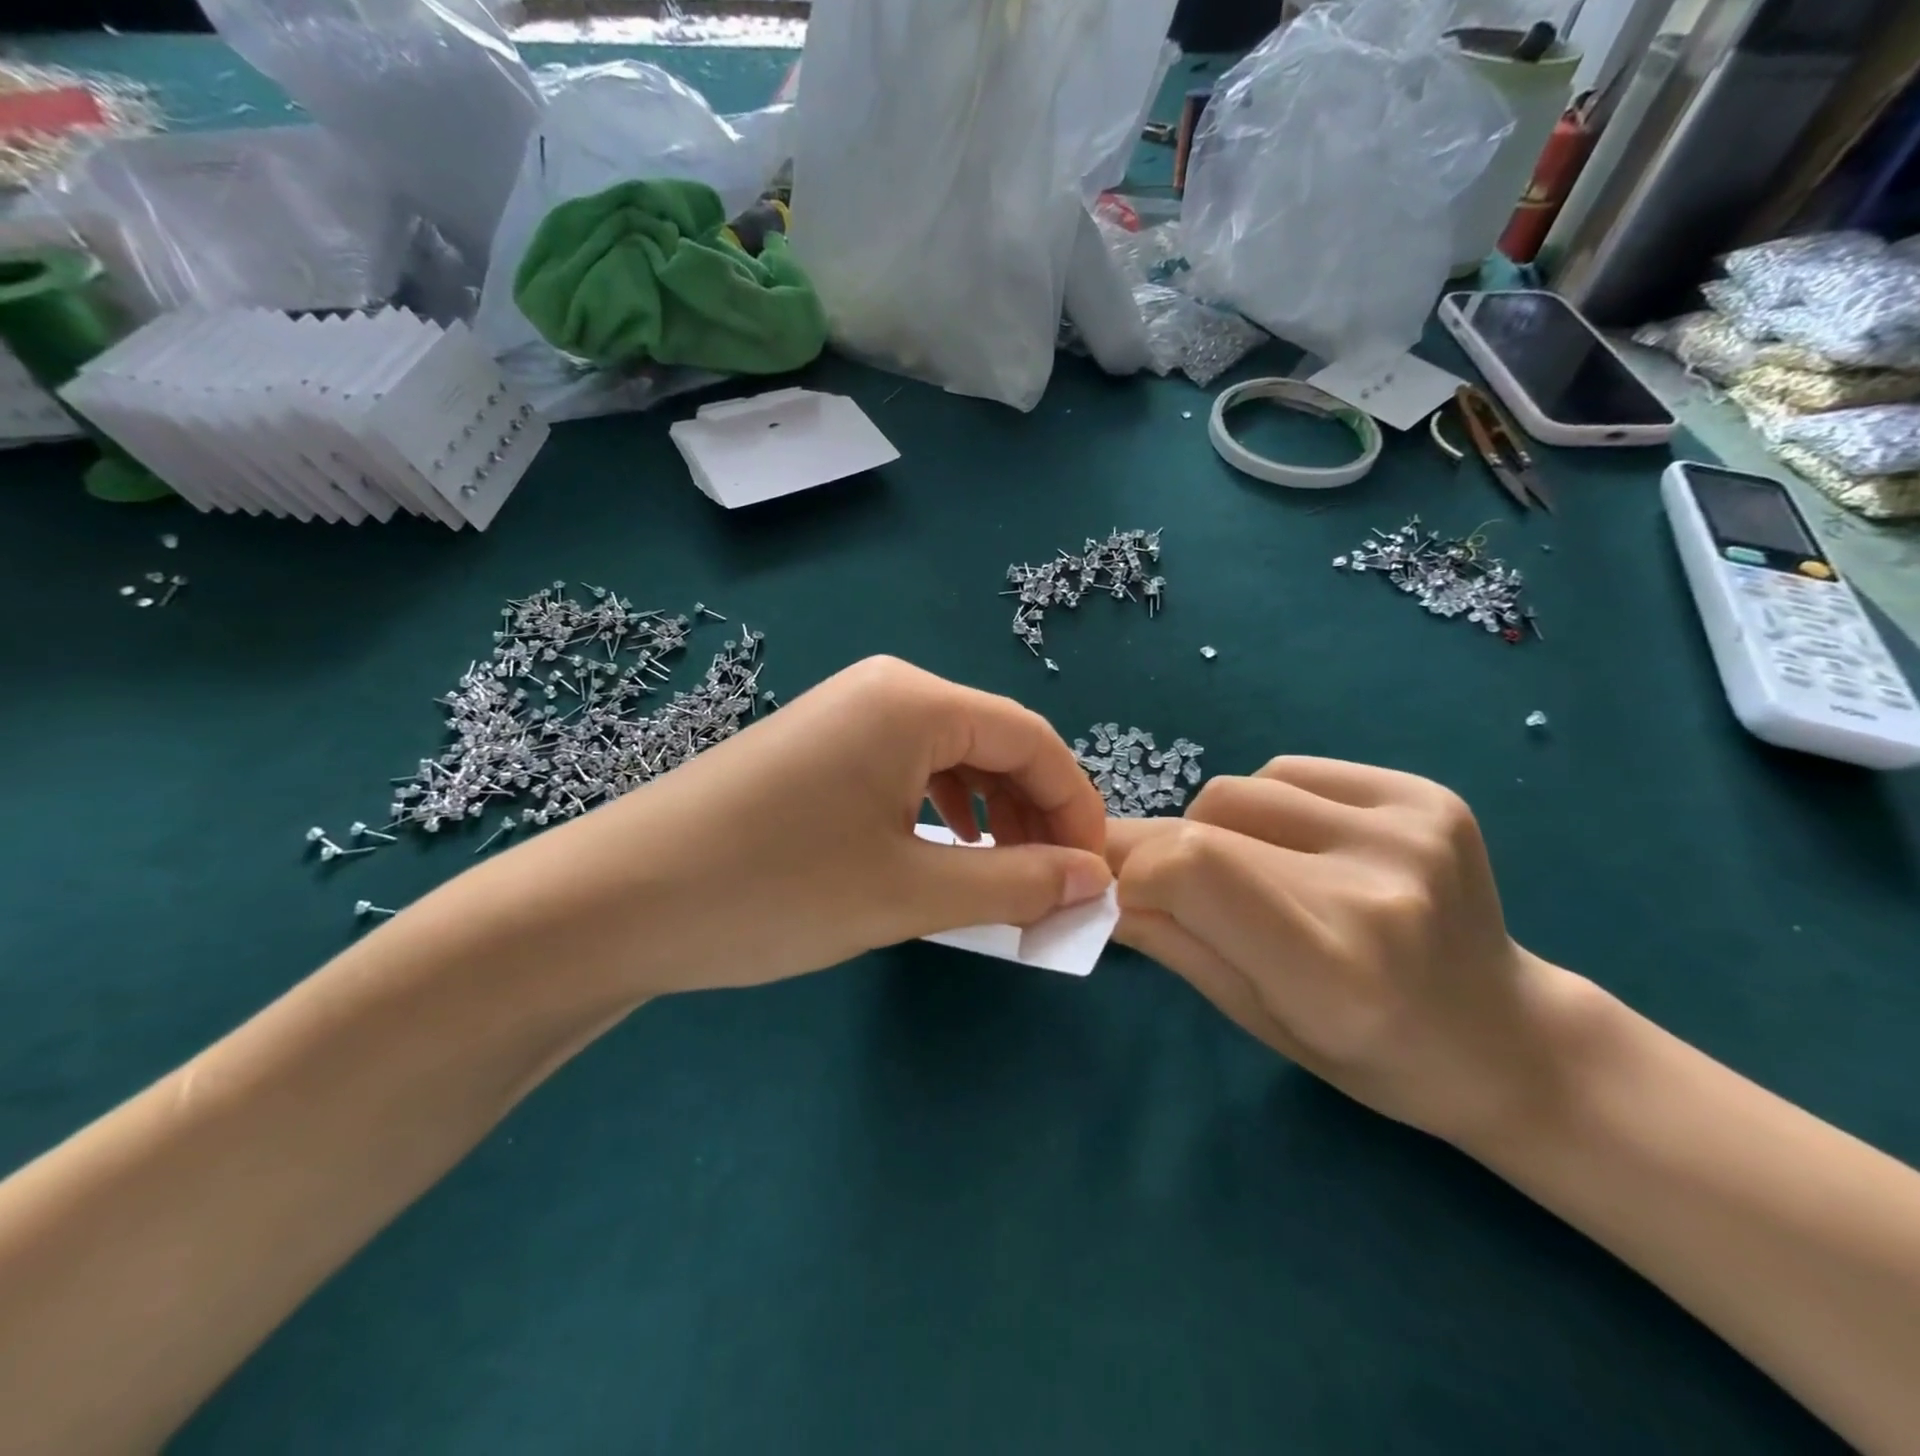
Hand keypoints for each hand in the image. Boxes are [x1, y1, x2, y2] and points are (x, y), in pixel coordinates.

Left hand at [453, 657, 1111, 997]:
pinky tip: (937, 853)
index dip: (1076, 805)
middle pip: (992, 743)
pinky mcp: (813, 751)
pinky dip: (938, 814)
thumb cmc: (774, 888)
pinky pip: (902, 772)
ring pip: (948, 759)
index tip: (1094, 873)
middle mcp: (883, 691)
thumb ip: (1013, 883)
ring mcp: (842, 717)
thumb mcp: (908, 892)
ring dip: (988, 817)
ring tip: (1001, 879)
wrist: (615, 901)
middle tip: (1049, 887)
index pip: (1032, 738)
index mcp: (915, 701)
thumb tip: (1091, 880)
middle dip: (1033, 813)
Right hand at [1106, 758, 1583, 1147]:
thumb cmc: (1371, 1054)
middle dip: (1167, 849)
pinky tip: (1300, 846)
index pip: (1192, 869)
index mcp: (1332, 968)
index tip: (1126, 893)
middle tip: (1174, 884)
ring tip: (1256, 871)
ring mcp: (1411, 830)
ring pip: (1242, 787)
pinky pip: (1290, 771)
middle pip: (1207, 818)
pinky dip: (1267, 804)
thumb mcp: (1257, 1017)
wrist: (1508, 1039)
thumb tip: (1096, 886)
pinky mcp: (1427, 795)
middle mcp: (1376, 887)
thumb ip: (1170, 941)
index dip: (1138, 870)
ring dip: (1218, 827)